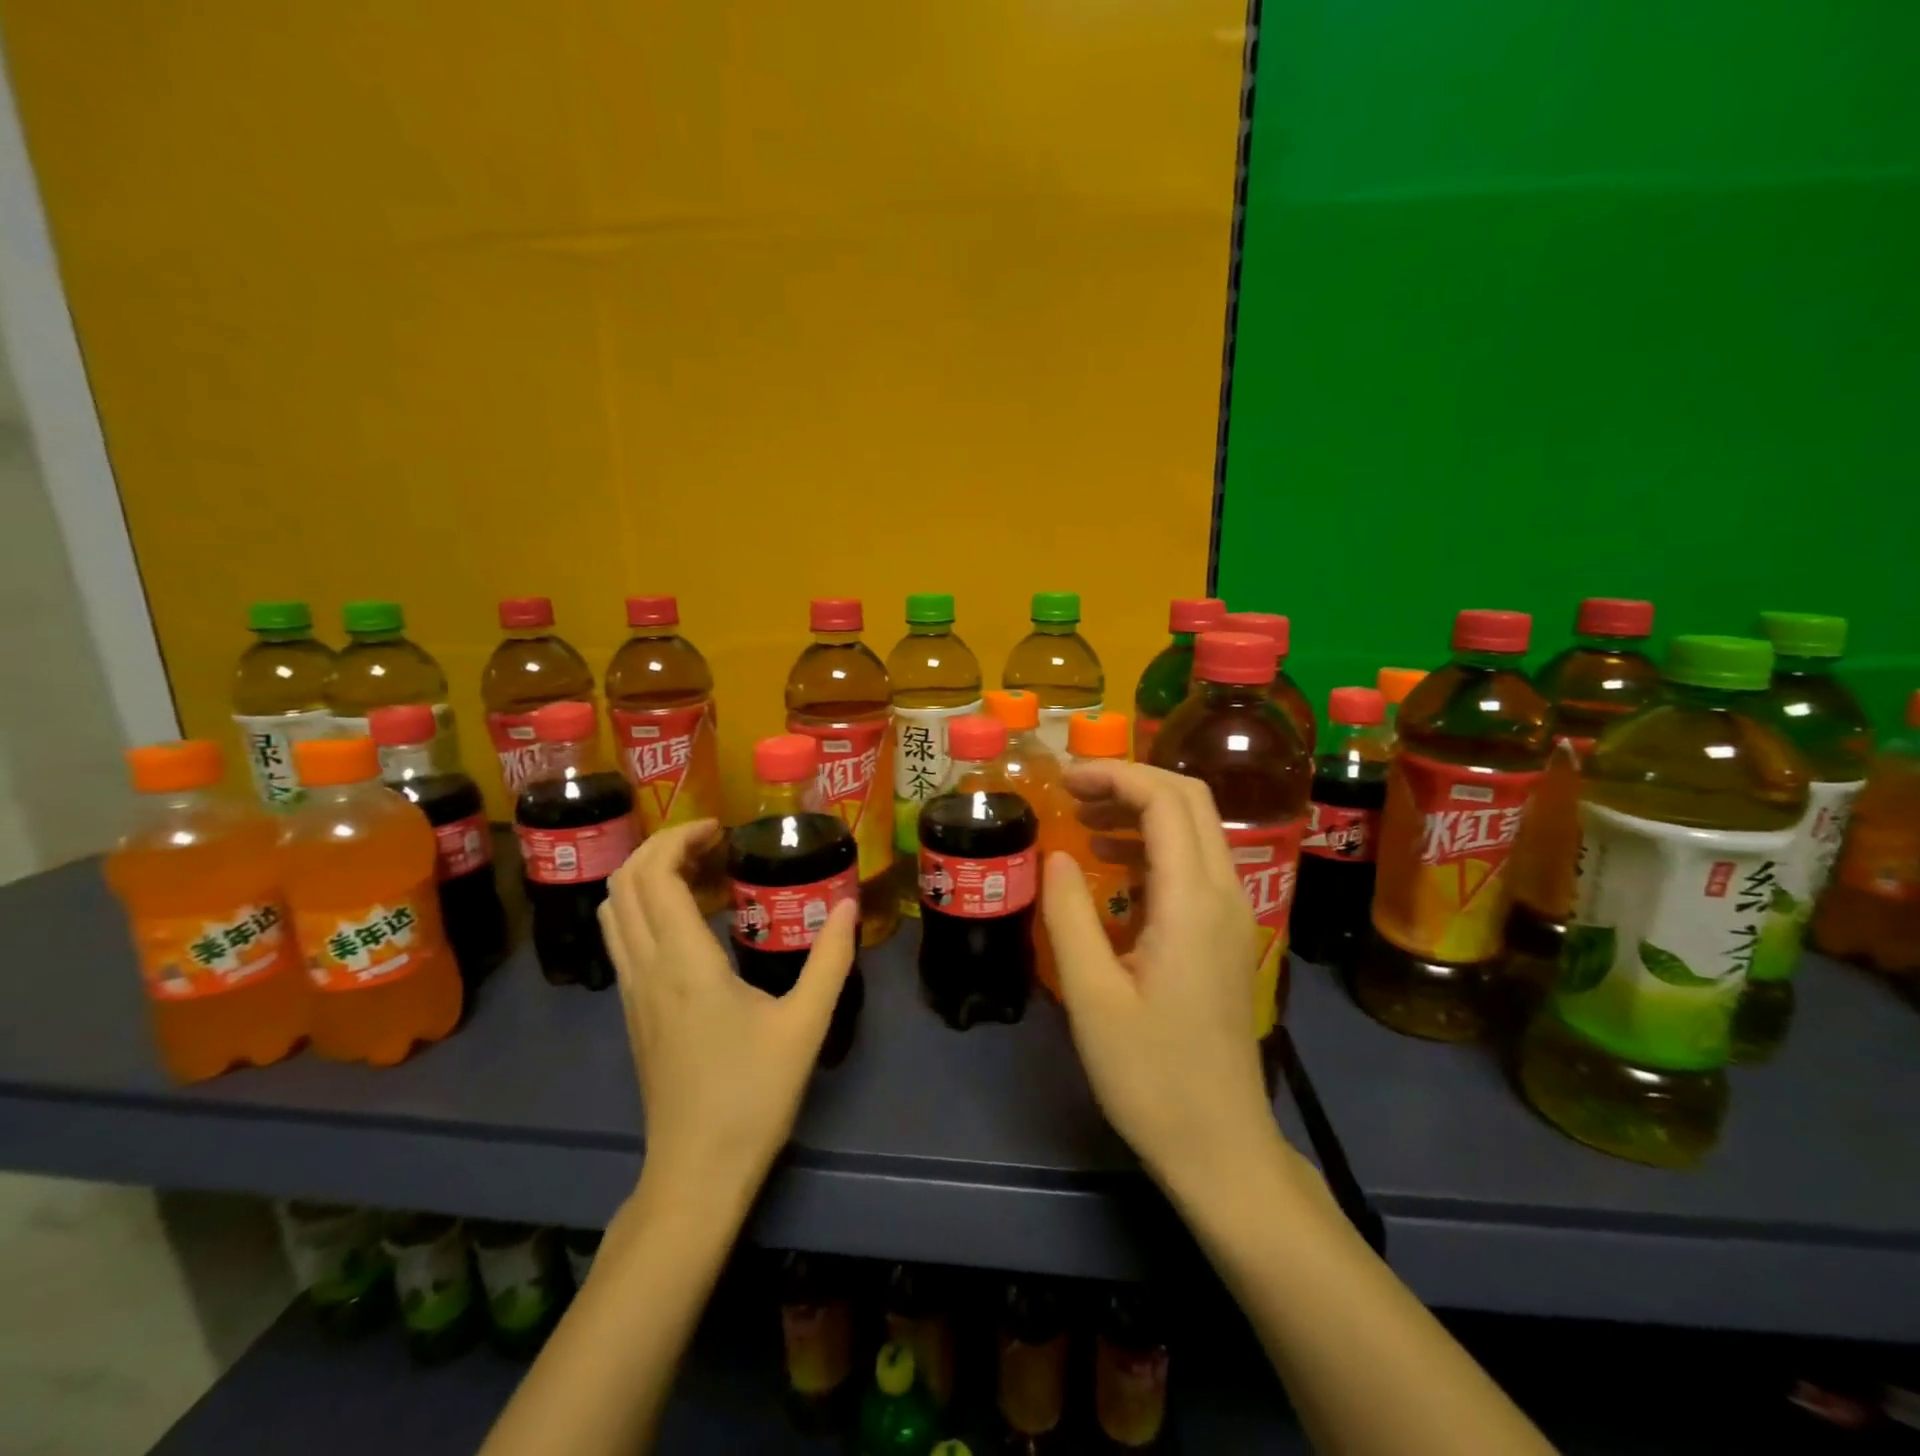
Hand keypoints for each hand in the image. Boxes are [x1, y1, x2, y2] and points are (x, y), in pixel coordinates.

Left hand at [599, 820, 858, 1202]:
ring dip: (648, 876)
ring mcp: (631, 991)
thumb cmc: (752, 1095)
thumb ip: (830, 959)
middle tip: (714, 845)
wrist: (696, 1172)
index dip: (679, 837)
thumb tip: (847, 905)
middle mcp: (645, 968)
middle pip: (623, 883)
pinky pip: (623, 937)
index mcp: (684, 963)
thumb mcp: (805, 1024)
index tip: (721, 829)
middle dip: (662, 847)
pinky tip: (693, 922)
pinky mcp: (632, 1011)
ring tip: (702, 873)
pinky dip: (646, 908)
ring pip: (614, 910)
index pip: (654, 875)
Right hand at [1041, 763, 1282, 1193]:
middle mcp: (1225, 893)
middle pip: (1191, 800)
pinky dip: (1153, 846)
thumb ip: (1068, 913)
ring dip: (1142, 811)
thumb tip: (1054, 854)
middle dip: (1131, 781)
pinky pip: (1195, 864)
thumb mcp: (1090, 995)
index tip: (1064, 780)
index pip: (1166, 800)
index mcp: (1192, 901)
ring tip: (1083, 821)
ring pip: (1196, 829)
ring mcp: (1232, 914)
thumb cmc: (1150, 1075)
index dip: (1115, 775)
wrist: (1220, 1147)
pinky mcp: (1226, 935)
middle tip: (1073, 792)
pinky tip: (1112, 868)